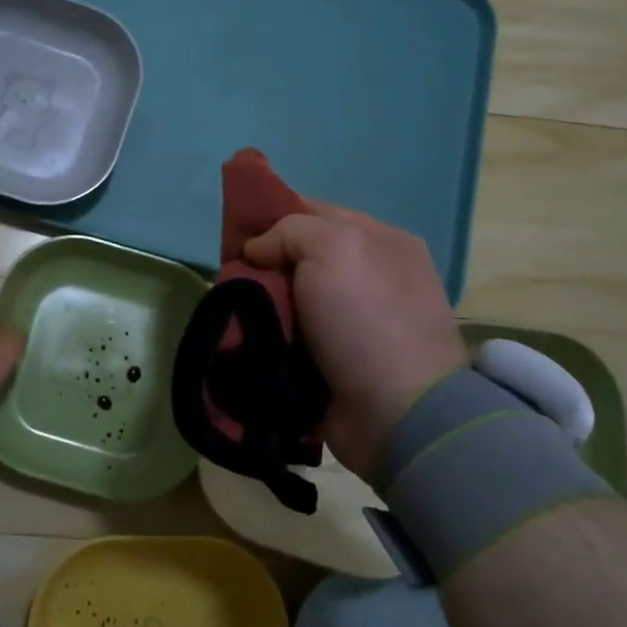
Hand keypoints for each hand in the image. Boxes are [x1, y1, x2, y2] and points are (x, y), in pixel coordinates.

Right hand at [243, 203, 467, 479]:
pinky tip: (247, 338)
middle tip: (230, 279)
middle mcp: (369, 276)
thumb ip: (289, 231)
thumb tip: (256, 250)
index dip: (272, 218)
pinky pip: (293, 336)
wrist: (396, 413)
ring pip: (291, 298)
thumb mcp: (332, 248)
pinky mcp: (338, 361)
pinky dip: (271, 336)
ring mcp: (355, 321)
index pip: (313, 212)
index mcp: (378, 241)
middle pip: (298, 257)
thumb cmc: (365, 319)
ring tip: (232, 312)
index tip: (236, 236)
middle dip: (263, 266)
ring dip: (263, 304)